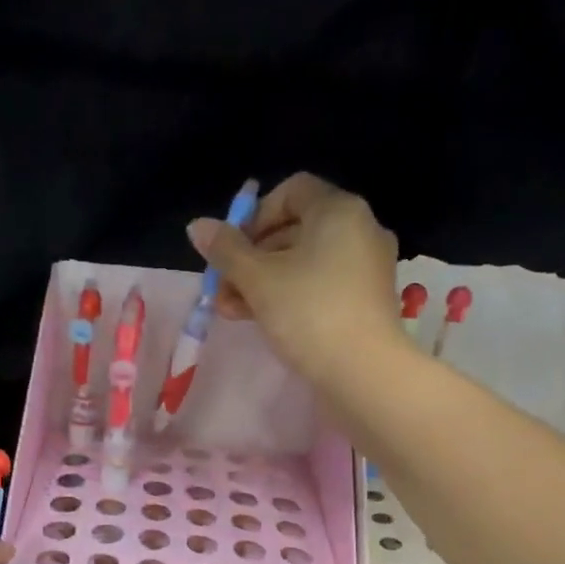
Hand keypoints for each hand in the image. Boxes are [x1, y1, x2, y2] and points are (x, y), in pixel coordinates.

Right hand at [186, 173, 401, 384]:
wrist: (364, 372)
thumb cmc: (308, 313)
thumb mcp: (257, 279)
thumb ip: (225, 250)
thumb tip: (197, 225)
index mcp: (338, 210)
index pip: (291, 191)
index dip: (254, 216)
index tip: (232, 249)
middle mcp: (360, 229)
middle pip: (294, 230)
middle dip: (251, 258)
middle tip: (222, 289)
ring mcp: (367, 267)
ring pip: (305, 262)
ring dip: (263, 282)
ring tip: (232, 312)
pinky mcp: (366, 300)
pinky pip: (322, 285)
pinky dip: (291, 296)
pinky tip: (263, 321)